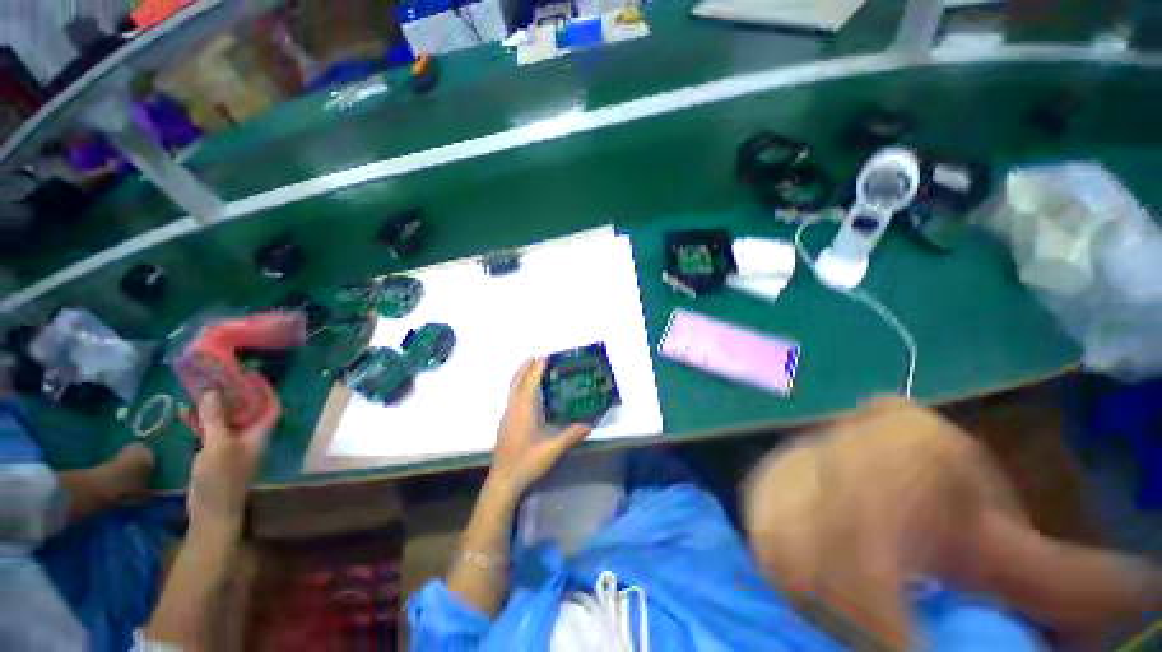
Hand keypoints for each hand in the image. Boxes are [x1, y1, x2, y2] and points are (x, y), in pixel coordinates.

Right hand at [187, 385, 277, 530]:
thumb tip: (213, 390)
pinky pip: (212, 431)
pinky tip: (186, 411)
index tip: (248, 374)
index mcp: (259, 433)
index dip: (262, 389)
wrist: (211, 513)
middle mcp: (250, 437)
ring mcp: (233, 446)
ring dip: (215, 406)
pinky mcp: (216, 454)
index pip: (268, 405)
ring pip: (227, 419)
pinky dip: (202, 420)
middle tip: (216, 376)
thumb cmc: (221, 478)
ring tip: (200, 388)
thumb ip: (217, 418)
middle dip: (233, 394)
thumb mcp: (219, 445)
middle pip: (246, 410)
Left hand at [487, 357, 590, 496]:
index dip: (537, 367)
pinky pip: (513, 396)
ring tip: (533, 369)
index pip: (530, 382)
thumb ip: (572, 435)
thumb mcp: (552, 449)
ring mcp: (507, 415)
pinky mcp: (506, 422)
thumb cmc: (527, 462)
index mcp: (523, 410)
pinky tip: (529, 394)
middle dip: (526, 366)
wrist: (503, 481)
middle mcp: (513, 408)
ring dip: (522, 375)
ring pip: (513, 388)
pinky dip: (520, 386)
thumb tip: (590, 423)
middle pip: (517, 380)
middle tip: (537, 356)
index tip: (546, 355)